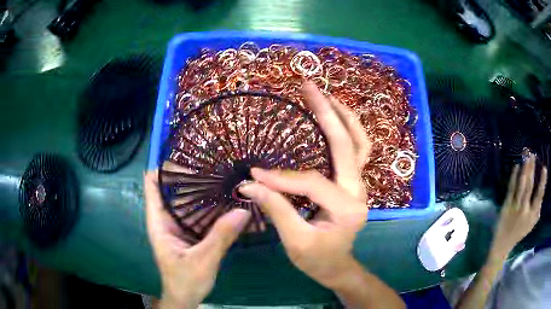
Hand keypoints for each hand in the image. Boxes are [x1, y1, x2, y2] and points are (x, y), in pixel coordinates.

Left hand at [143, 172, 250, 308]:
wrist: (186, 297)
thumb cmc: (185, 281)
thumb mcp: (203, 261)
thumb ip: (220, 237)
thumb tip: (243, 211)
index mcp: (159, 222)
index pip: (151, 184)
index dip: (164, 168)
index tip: (186, 158)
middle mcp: (166, 218)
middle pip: (171, 187)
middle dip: (188, 174)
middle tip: (213, 163)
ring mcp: (178, 225)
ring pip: (186, 199)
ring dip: (200, 188)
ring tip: (222, 175)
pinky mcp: (189, 232)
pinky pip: (197, 212)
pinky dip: (209, 204)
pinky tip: (225, 198)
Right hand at [239, 82, 370, 288]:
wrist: (337, 266)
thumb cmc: (317, 260)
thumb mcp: (295, 241)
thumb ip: (276, 210)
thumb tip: (250, 183)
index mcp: (347, 208)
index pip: (312, 182)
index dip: (281, 177)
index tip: (254, 174)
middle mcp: (359, 190)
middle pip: (348, 144)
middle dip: (327, 113)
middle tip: (309, 87)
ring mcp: (359, 184)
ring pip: (360, 142)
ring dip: (342, 116)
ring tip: (324, 95)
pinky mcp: (353, 182)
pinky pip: (355, 150)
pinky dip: (345, 130)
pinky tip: (332, 118)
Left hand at [491, 155, 547, 259]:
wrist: (502, 245)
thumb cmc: (519, 232)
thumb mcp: (531, 225)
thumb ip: (537, 211)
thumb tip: (541, 195)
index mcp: (531, 216)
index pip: (539, 197)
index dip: (542, 182)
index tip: (544, 168)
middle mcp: (524, 211)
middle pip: (529, 187)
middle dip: (532, 169)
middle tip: (533, 155)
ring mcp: (514, 208)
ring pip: (521, 186)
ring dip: (524, 170)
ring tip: (526, 157)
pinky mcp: (506, 207)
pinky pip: (511, 189)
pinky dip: (514, 177)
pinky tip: (516, 166)